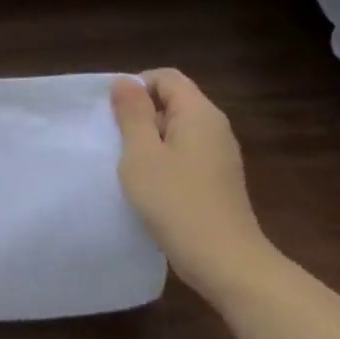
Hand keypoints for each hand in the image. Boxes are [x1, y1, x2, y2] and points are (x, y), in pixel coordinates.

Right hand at [111, 69, 275, 300]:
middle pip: (173, 101)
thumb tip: (124, 82)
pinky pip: (186, 154)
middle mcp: (215, 126)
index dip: (136, 87)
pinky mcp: (218, 179)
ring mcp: (220, 154)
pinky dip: (165, 160)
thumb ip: (132, 114)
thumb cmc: (176, 201)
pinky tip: (150, 186)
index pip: (165, 77)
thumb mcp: (142, 154)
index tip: (114, 115)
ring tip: (129, 165)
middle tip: (115, 141)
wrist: (225, 261)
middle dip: (141, 114)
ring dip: (150, 140)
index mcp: (199, 112)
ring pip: (178, 130)